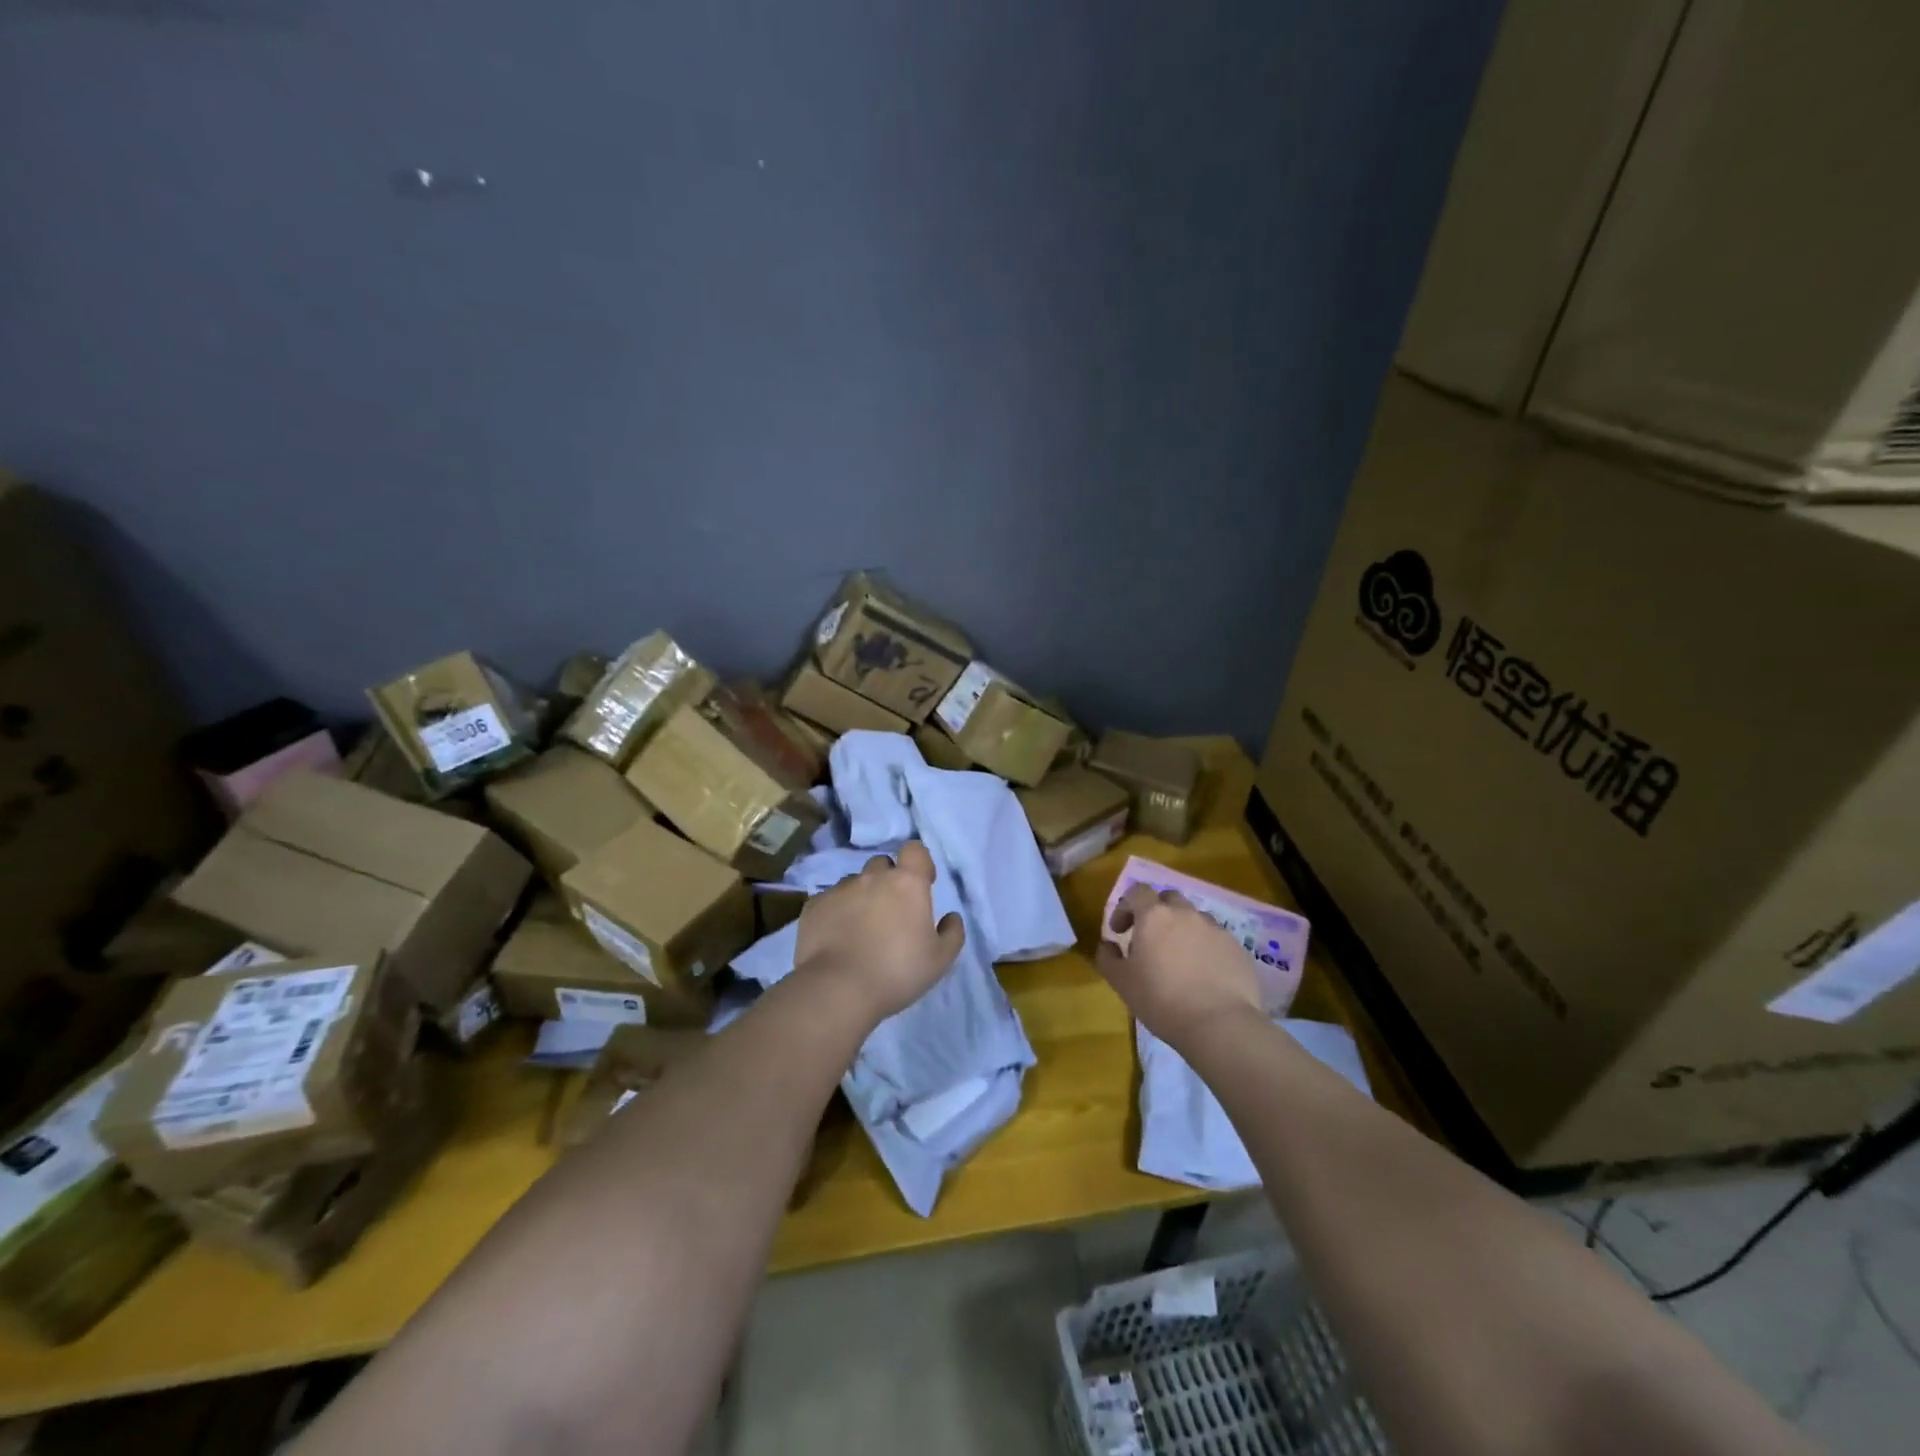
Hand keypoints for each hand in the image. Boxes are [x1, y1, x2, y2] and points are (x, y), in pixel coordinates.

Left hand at [792, 842, 965, 1021]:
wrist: (838, 989)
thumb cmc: (897, 972)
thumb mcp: (940, 960)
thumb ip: (952, 933)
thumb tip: (951, 917)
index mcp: (907, 883)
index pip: (915, 850)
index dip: (919, 863)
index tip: (922, 885)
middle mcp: (872, 877)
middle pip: (882, 864)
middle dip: (888, 880)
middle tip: (890, 912)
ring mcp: (840, 889)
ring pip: (854, 883)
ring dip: (861, 897)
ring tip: (860, 929)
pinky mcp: (814, 906)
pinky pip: (830, 901)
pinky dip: (836, 913)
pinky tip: (836, 938)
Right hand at [1095, 884, 1263, 1047]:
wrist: (1219, 1024)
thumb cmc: (1161, 1000)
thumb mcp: (1121, 982)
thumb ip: (1108, 957)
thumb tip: (1108, 945)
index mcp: (1154, 916)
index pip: (1137, 891)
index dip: (1125, 907)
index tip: (1120, 931)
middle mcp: (1186, 914)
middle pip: (1168, 899)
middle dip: (1157, 913)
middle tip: (1150, 940)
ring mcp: (1215, 929)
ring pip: (1194, 918)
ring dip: (1182, 929)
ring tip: (1179, 959)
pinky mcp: (1237, 948)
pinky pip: (1215, 939)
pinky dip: (1205, 948)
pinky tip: (1203, 975)